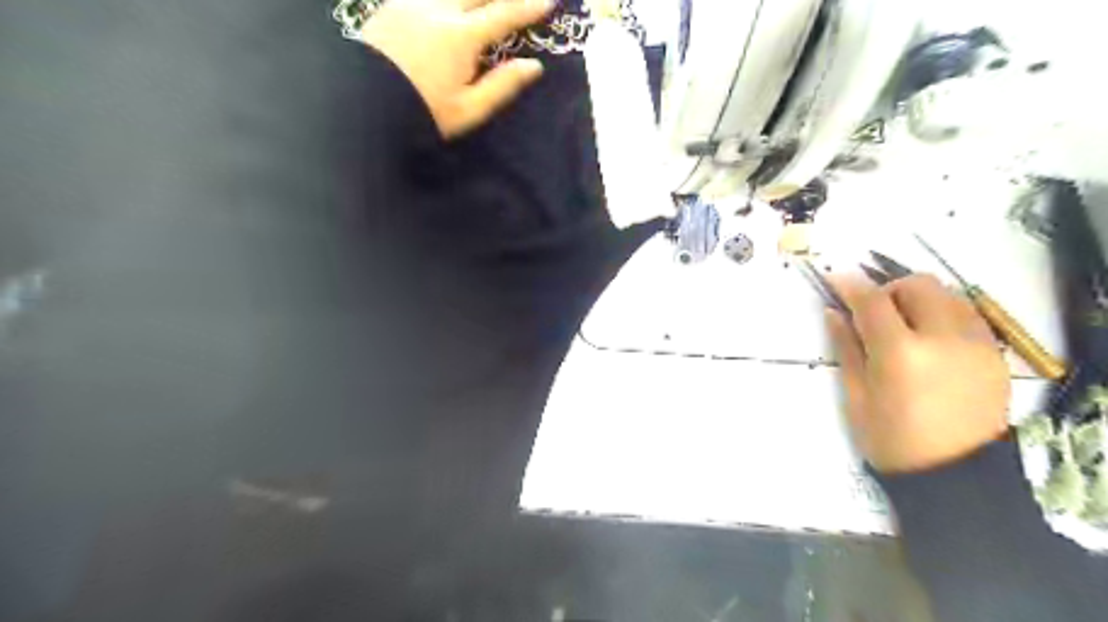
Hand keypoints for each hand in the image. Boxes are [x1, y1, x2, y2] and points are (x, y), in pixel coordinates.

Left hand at [365, 1, 552, 136]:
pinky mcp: (392, 5)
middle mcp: (438, 9)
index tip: (549, 1)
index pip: (503, 14)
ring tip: (484, 3)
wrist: (363, 106)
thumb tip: (534, 66)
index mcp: (461, 37)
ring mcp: (411, 2)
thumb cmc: (423, 112)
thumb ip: (502, 85)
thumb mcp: (468, 109)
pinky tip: (451, 5)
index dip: (528, 7)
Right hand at [826, 274, 1009, 473]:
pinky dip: (943, 313)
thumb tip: (833, 312)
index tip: (835, 277)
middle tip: (873, 312)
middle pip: (918, 285)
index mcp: (901, 354)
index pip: (873, 301)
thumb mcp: (856, 395)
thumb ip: (847, 347)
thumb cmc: (892, 440)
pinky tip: (930, 338)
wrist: (956, 475)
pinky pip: (968, 314)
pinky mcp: (995, 354)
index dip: (851, 284)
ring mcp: (976, 345)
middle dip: (890, 289)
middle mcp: (944, 339)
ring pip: (948, 294)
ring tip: (903, 324)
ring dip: (919, 299)